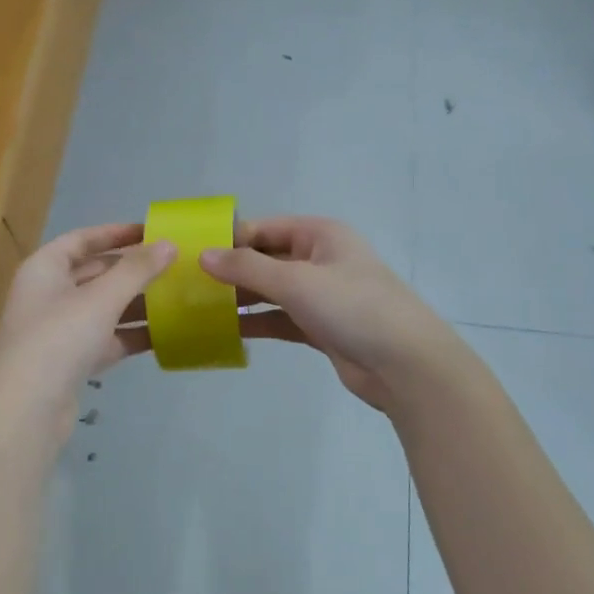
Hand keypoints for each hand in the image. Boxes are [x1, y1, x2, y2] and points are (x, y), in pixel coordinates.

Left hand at [0, 224, 173, 446]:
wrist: (25, 413)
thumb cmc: (58, 340)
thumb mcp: (101, 299)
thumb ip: (137, 270)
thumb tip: (170, 244)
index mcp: (44, 268)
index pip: (82, 239)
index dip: (116, 233)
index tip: (152, 232)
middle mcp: (48, 294)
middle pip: (95, 273)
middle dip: (133, 270)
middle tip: (174, 266)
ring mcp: (59, 330)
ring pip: (104, 308)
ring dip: (137, 303)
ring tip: (178, 298)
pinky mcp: (71, 362)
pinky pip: (107, 339)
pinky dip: (131, 335)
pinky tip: (166, 334)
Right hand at [201, 216, 459, 411]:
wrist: (405, 364)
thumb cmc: (353, 308)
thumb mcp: (297, 281)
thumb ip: (248, 267)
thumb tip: (203, 255)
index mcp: (320, 235)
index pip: (264, 228)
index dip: (230, 239)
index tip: (191, 255)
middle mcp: (320, 259)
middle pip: (266, 259)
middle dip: (231, 270)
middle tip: (188, 285)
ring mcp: (321, 294)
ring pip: (271, 291)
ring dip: (241, 298)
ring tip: (199, 308)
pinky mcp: (321, 326)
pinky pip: (281, 319)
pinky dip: (257, 323)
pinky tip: (226, 331)